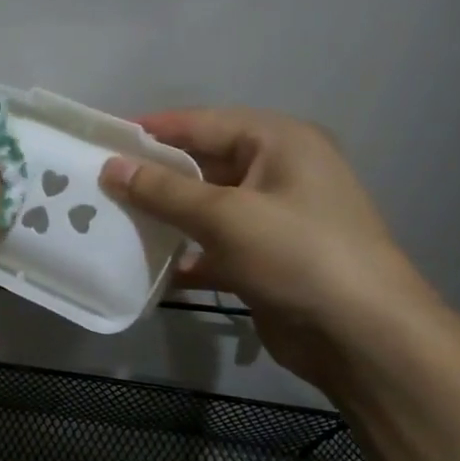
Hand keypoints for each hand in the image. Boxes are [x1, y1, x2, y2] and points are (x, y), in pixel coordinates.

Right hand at [100, 108, 431, 389]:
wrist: (362, 337)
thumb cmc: (298, 255)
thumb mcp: (225, 216)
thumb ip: (163, 190)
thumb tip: (110, 167)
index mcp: (279, 143)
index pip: (201, 123)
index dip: (150, 131)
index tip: (100, 140)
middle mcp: (277, 172)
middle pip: (200, 165)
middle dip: (151, 177)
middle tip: (97, 185)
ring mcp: (272, 218)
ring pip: (203, 208)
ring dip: (162, 218)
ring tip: (109, 222)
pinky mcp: (264, 259)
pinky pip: (212, 246)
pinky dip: (183, 255)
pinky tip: (145, 267)